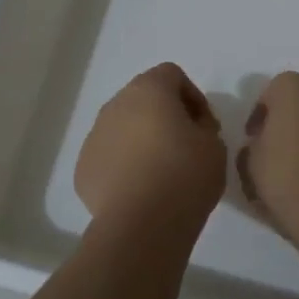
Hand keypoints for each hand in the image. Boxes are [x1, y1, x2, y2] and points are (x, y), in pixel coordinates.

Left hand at [76, 63, 227, 234]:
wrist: (143, 223)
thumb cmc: (185, 175)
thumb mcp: (214, 145)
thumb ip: (203, 125)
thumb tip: (189, 127)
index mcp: (148, 90)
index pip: (172, 75)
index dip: (192, 97)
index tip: (204, 126)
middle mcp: (115, 105)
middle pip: (143, 99)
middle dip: (163, 116)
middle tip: (185, 147)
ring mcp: (94, 137)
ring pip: (122, 128)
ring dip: (141, 141)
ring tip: (161, 173)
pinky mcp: (84, 168)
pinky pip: (109, 157)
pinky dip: (124, 166)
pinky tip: (140, 191)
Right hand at [235, 72, 298, 242]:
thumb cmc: (285, 174)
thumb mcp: (250, 161)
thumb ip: (252, 145)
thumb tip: (260, 145)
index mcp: (294, 86)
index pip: (269, 94)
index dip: (258, 118)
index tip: (251, 139)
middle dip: (286, 122)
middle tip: (272, 150)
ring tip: (295, 166)